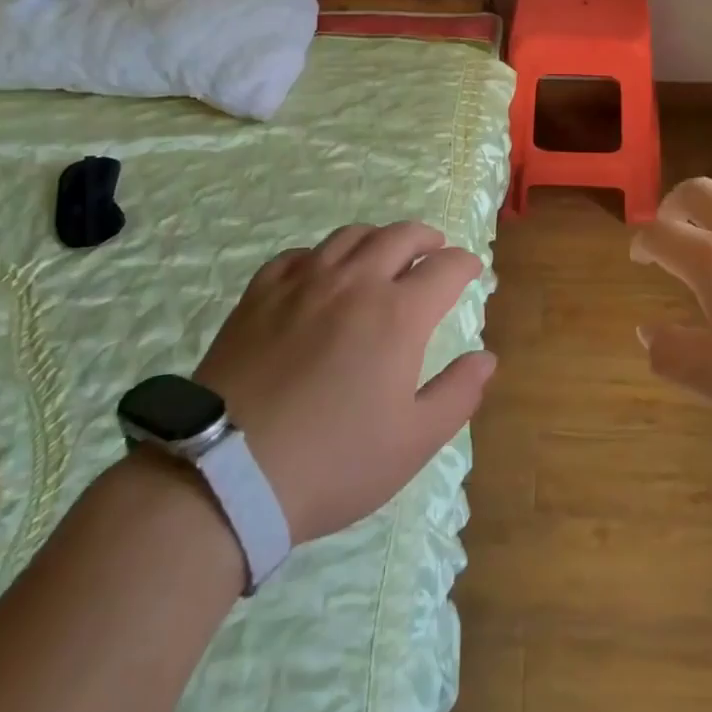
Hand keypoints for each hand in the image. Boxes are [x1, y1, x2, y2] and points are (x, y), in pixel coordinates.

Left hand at [193, 222, 495, 544]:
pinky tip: (320, 274)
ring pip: (350, 236)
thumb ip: (457, 394)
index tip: (471, 271)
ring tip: (383, 254)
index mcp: (398, 314)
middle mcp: (355, 283)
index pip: (445, 268)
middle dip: (427, 239)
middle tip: (434, 250)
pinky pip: (299, 254)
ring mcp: (303, 282)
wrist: (225, 475)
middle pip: (400, 236)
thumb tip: (486, 358)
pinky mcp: (260, 294)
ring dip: (378, 238)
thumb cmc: (332, 463)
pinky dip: (322, 255)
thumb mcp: (412, 442)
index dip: (465, 265)